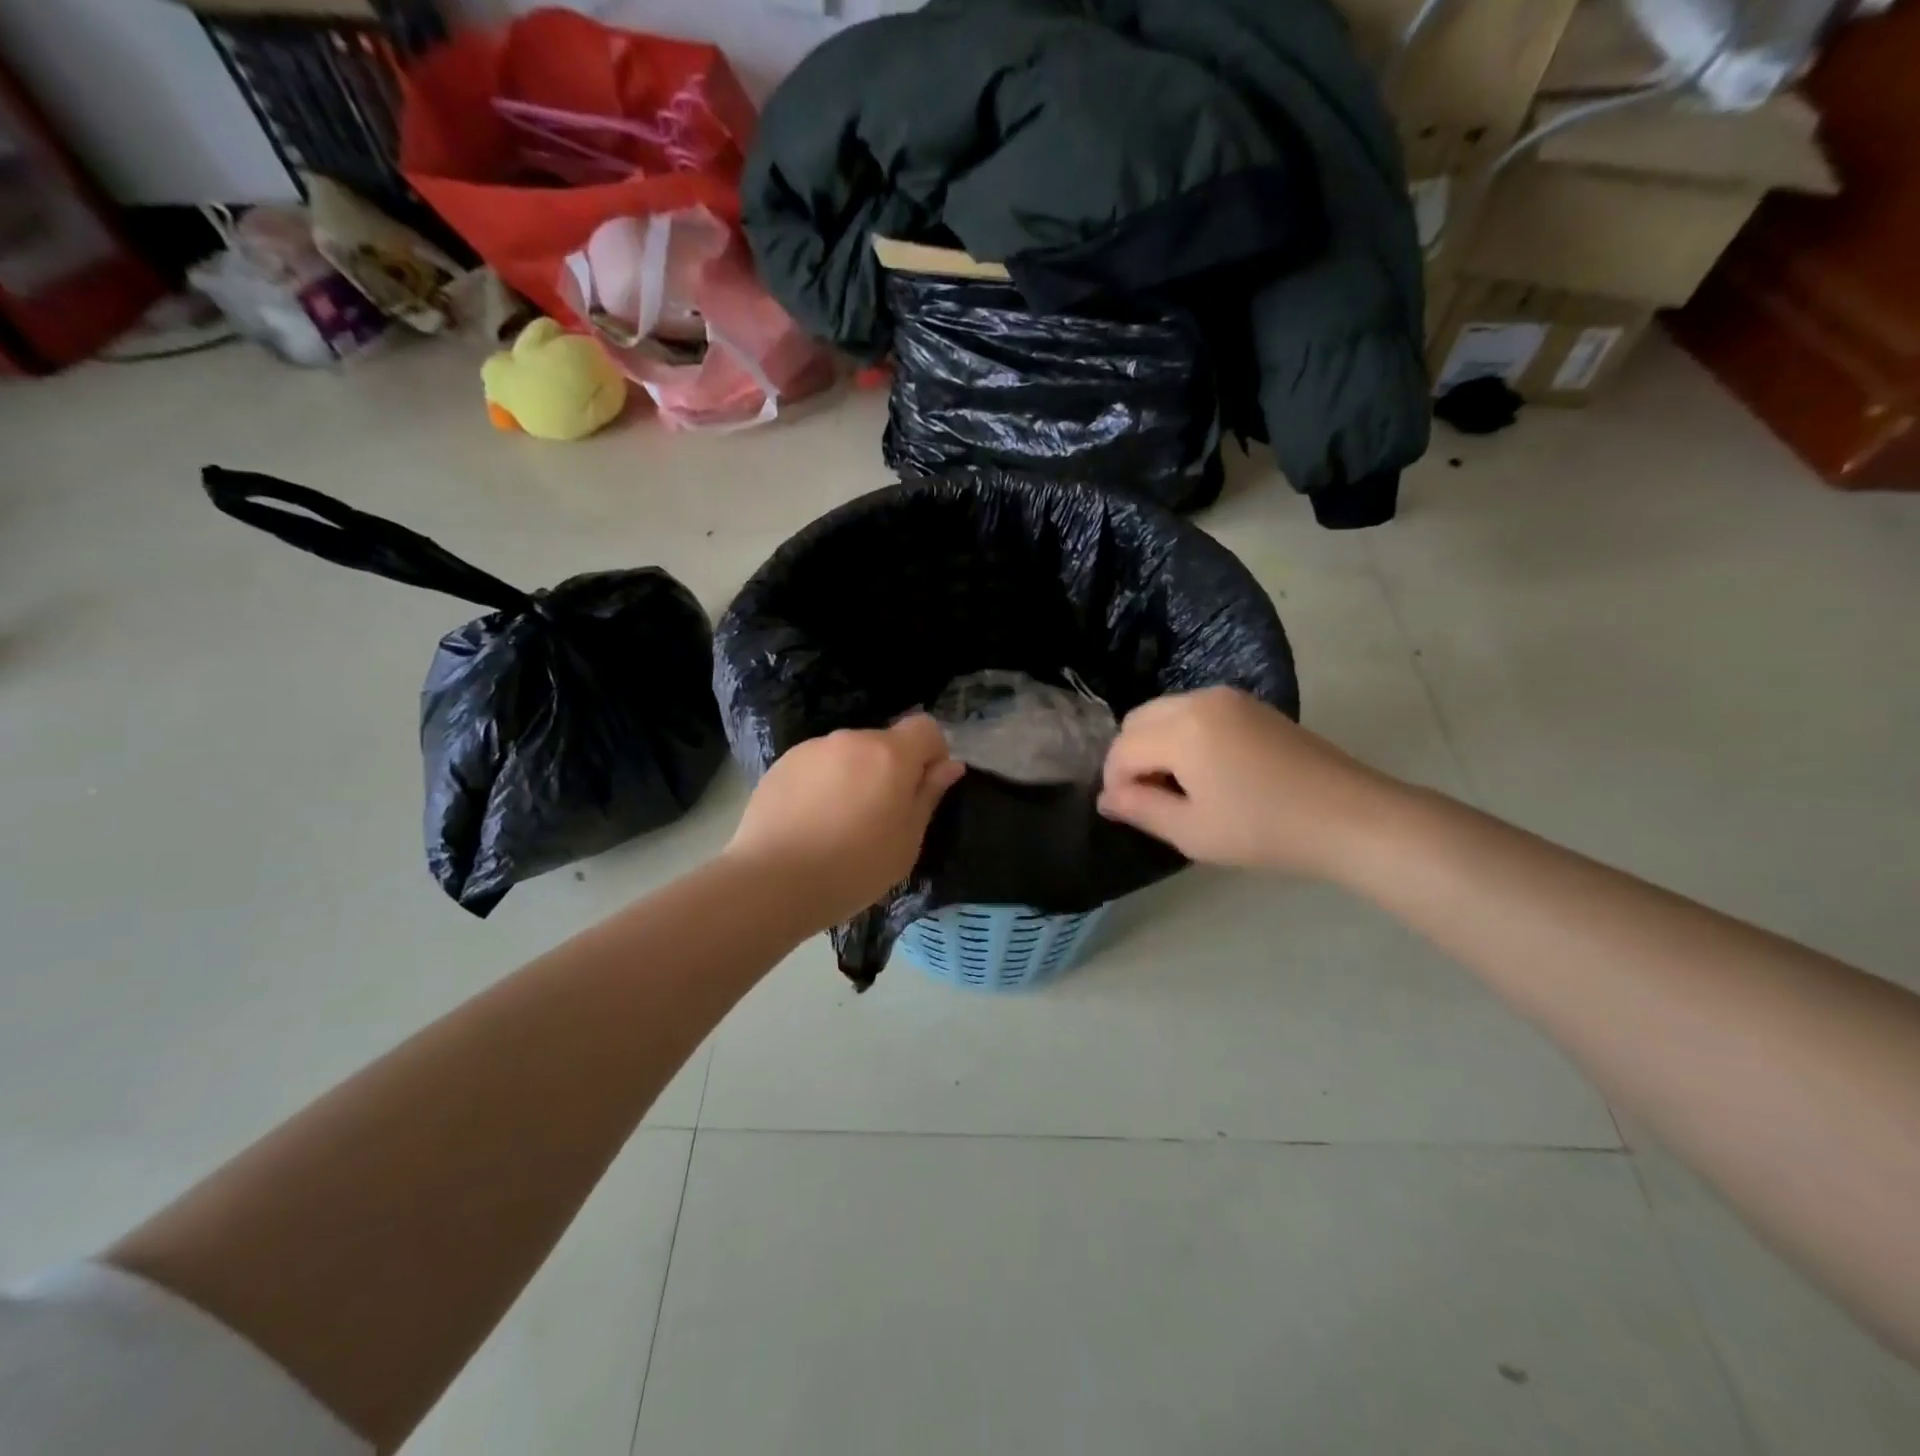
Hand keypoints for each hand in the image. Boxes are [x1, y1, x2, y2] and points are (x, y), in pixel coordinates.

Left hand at [724, 715, 965, 926]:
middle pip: (884, 742)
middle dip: (890, 769)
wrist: (773, 881)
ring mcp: (812, 749)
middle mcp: (851, 739)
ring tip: (839, 824)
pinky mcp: (781, 765)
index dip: (932, 753)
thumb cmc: (855, 867)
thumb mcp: (907, 840)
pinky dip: (823, 785)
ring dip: (854, 776)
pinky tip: (810, 823)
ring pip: (848, 755)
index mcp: (890, 754)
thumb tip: (950, 766)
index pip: (926, 727)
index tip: (923, 789)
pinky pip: (817, 767)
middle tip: (880, 817)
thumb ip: (929, 795)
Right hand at [1097, 687, 1397, 876]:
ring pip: (1165, 712)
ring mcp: (1228, 698)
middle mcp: (1199, 700)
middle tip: (1150, 798)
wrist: (1350, 817)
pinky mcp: (1251, 705)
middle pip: (1138, 720)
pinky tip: (1207, 770)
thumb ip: (1140, 809)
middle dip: (1131, 757)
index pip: (1122, 749)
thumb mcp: (1192, 832)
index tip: (1128, 812)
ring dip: (1156, 745)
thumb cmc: (1264, 830)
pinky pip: (1195, 711)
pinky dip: (1182, 735)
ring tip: (1179, 787)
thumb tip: (1106, 797)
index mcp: (1181, 729)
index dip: (1114, 782)